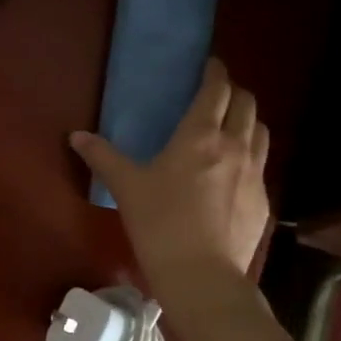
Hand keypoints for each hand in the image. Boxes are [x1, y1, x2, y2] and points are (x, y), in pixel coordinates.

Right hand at [70, 57, 270, 293]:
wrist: (202, 276)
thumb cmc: (160, 224)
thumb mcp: (126, 188)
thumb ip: (102, 157)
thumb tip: (76, 136)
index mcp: (200, 136)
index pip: (217, 89)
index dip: (215, 72)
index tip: (210, 65)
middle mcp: (235, 146)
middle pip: (246, 103)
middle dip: (234, 92)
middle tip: (216, 96)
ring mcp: (255, 173)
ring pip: (261, 131)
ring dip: (247, 120)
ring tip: (231, 127)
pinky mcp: (263, 200)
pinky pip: (262, 164)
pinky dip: (251, 154)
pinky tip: (234, 173)